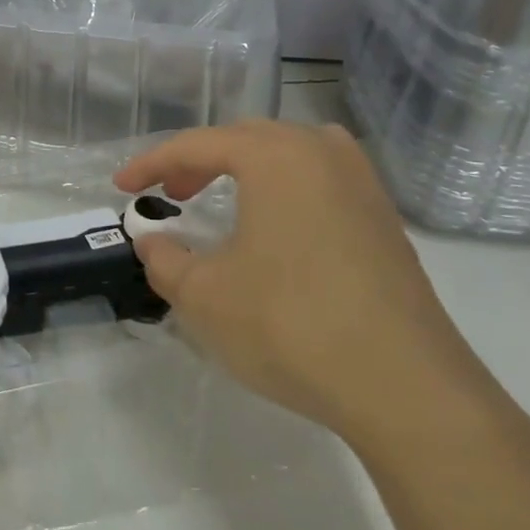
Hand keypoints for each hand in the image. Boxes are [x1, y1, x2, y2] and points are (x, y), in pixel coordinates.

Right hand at [115, 121, 512, 457]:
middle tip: (170, 193)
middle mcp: (322, 154)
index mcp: (276, 157)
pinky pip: (322, 178)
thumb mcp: (204, 296)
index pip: (198, 145)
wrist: (408, 391)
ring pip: (290, 152)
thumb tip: (152, 241)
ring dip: (247, 167)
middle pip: (246, 138)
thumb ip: (165, 259)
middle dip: (199, 160)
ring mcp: (363, 186)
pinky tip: (278, 225)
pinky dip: (285, 187)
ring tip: (223, 196)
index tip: (121, 186)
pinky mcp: (385, 222)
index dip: (152, 163)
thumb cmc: (292, 327)